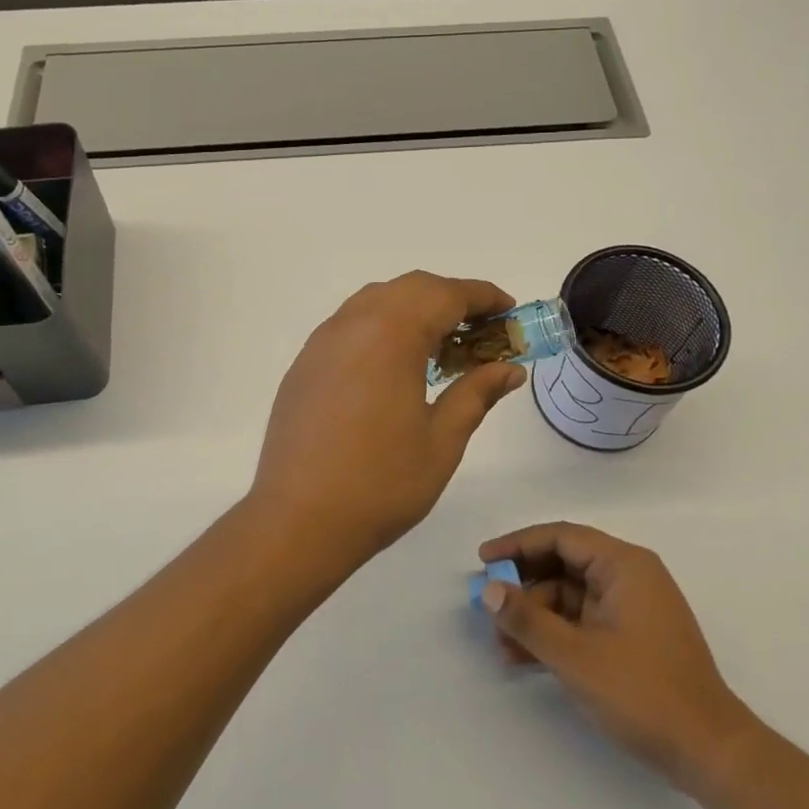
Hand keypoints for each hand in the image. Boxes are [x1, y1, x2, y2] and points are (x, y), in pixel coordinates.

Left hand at [246, 272, 528, 575]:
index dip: (483, 296)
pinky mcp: (304, 363)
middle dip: (450, 298)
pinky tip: (394, 364)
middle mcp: (353, 324)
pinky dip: (382, 326)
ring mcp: (322, 342)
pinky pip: (350, 324)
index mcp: (391, 335)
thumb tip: (510, 369)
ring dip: (414, 309)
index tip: (510, 310)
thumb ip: (476, 393)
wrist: (298, 520)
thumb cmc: (381, 483)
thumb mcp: (442, 440)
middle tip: (481, 330)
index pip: (446, 295)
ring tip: (441, 346)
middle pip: (410, 288)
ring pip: (376, 300)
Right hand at [478, 522, 759, 799]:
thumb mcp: (576, 657)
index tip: (484, 559)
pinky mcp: (631, 638)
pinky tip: (524, 658)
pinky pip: (582, 622)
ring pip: (569, 597)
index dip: (518, 545)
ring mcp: (631, 609)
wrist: (710, 753)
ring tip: (500, 644)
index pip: (561, 537)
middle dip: (523, 586)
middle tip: (489, 605)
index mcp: (624, 565)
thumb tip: (489, 590)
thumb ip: (528, 620)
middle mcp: (629, 577)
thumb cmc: (644, 692)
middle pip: (563, 565)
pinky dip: (554, 635)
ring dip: (535, 617)